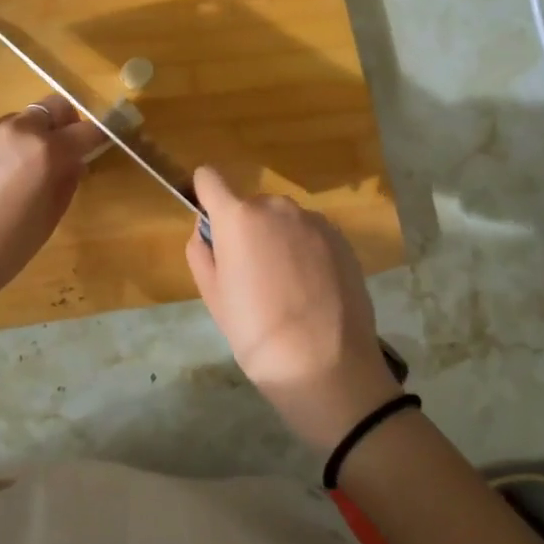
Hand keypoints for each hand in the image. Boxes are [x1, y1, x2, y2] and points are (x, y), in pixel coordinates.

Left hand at [0, 95, 107, 296]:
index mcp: (46, 151)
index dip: (96, 137)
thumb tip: (74, 162)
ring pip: (20, 120)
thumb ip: (67, 180)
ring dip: (29, 136)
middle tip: (59, 152)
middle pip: (53, 107)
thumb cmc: (8, 248)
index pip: (86, 129)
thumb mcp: (51, 217)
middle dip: (63, 124)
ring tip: (17, 170)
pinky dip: (1, 147)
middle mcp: (17, 131)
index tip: (96, 146)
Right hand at [186, 167, 401, 449]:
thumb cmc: (256, 334)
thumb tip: (207, 231)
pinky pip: (311, 234)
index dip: (205, 196)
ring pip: (283, 220)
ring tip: (287, 287)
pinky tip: (313, 290)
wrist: (326, 365)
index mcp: (238, 217)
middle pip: (250, 205)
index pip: (209, 178)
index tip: (211, 224)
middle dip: (247, 230)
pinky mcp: (341, 239)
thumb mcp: (213, 298)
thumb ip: (202, 253)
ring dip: (278, 239)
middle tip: (252, 276)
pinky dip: (306, 251)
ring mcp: (314, 221)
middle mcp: (277, 207)